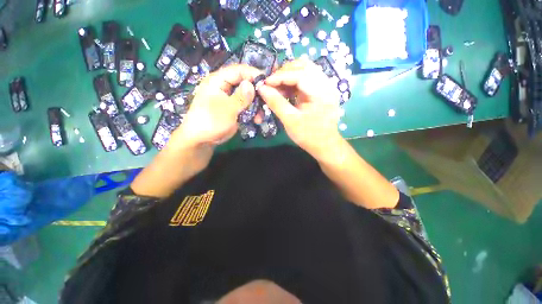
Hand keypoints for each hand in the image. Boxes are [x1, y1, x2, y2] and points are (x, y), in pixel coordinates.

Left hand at [169, 64, 261, 147]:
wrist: (202, 140)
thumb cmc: (211, 121)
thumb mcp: (227, 109)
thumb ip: (241, 97)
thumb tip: (252, 85)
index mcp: (218, 80)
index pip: (238, 70)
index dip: (253, 74)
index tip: (267, 82)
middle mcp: (225, 87)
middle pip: (245, 83)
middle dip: (257, 92)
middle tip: (267, 101)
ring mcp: (230, 99)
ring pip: (248, 96)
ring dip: (256, 105)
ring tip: (261, 116)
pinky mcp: (234, 109)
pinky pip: (247, 106)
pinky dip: (253, 112)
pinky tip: (257, 120)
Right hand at [258, 59, 342, 159]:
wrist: (324, 145)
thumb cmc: (308, 136)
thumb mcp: (290, 121)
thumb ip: (276, 103)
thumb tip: (261, 88)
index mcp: (322, 92)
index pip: (300, 74)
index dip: (280, 76)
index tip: (265, 83)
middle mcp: (326, 84)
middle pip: (304, 66)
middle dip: (284, 72)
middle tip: (271, 83)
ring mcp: (325, 86)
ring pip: (305, 69)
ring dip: (288, 75)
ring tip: (276, 86)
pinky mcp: (321, 90)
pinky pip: (306, 78)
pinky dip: (293, 81)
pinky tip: (285, 90)